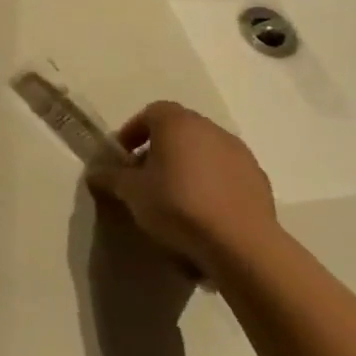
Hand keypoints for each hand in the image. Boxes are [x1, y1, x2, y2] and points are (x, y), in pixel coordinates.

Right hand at [86, 101, 280, 277]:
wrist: (239, 242)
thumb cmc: (176, 205)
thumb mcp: (130, 191)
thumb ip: (110, 177)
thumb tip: (96, 172)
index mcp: (178, 124)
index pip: (151, 112)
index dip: (133, 131)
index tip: (123, 156)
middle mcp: (211, 130)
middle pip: (179, 130)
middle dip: (159, 149)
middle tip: (144, 176)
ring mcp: (241, 154)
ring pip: (204, 151)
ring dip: (186, 165)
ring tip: (173, 195)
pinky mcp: (259, 180)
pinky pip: (225, 172)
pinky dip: (210, 182)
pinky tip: (201, 209)